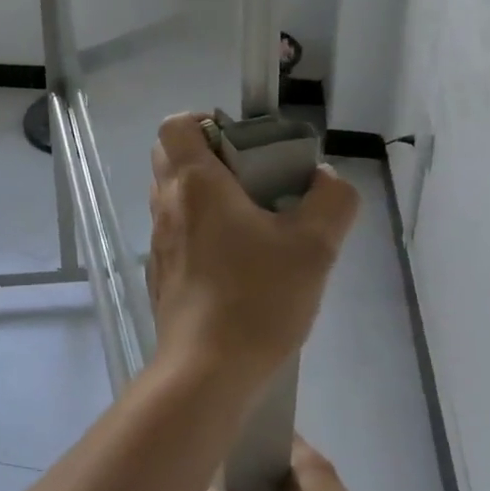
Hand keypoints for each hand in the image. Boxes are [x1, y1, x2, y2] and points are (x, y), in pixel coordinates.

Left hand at [147, 115, 357, 396]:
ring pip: (172, 195)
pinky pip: (175, 232)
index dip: (203, 121)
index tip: (240, 140)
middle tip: (251, 177)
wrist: (206, 369)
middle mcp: (167, 204)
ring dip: (204, 194)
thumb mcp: (314, 246)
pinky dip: (198, 229)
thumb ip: (331, 201)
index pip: (175, 125)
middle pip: (170, 156)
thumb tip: (326, 178)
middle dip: (207, 155)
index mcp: (195, 183)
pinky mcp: (160, 272)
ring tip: (251, 220)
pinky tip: (235, 261)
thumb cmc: (257, 297)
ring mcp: (158, 240)